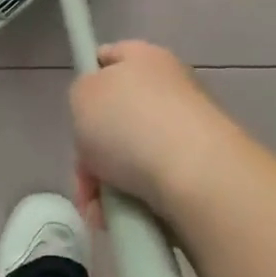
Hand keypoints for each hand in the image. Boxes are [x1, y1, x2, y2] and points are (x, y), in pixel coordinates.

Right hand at [69, 41, 240, 226]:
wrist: (196, 175)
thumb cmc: (130, 123)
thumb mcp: (82, 95)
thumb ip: (83, 93)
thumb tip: (100, 109)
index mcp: (145, 57)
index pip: (110, 57)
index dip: (89, 80)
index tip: (76, 112)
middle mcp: (171, 87)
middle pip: (116, 118)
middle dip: (92, 153)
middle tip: (84, 176)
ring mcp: (188, 129)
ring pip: (130, 157)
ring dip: (107, 184)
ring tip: (99, 210)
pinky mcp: (199, 169)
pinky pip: (152, 184)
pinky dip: (133, 201)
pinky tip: (120, 219)